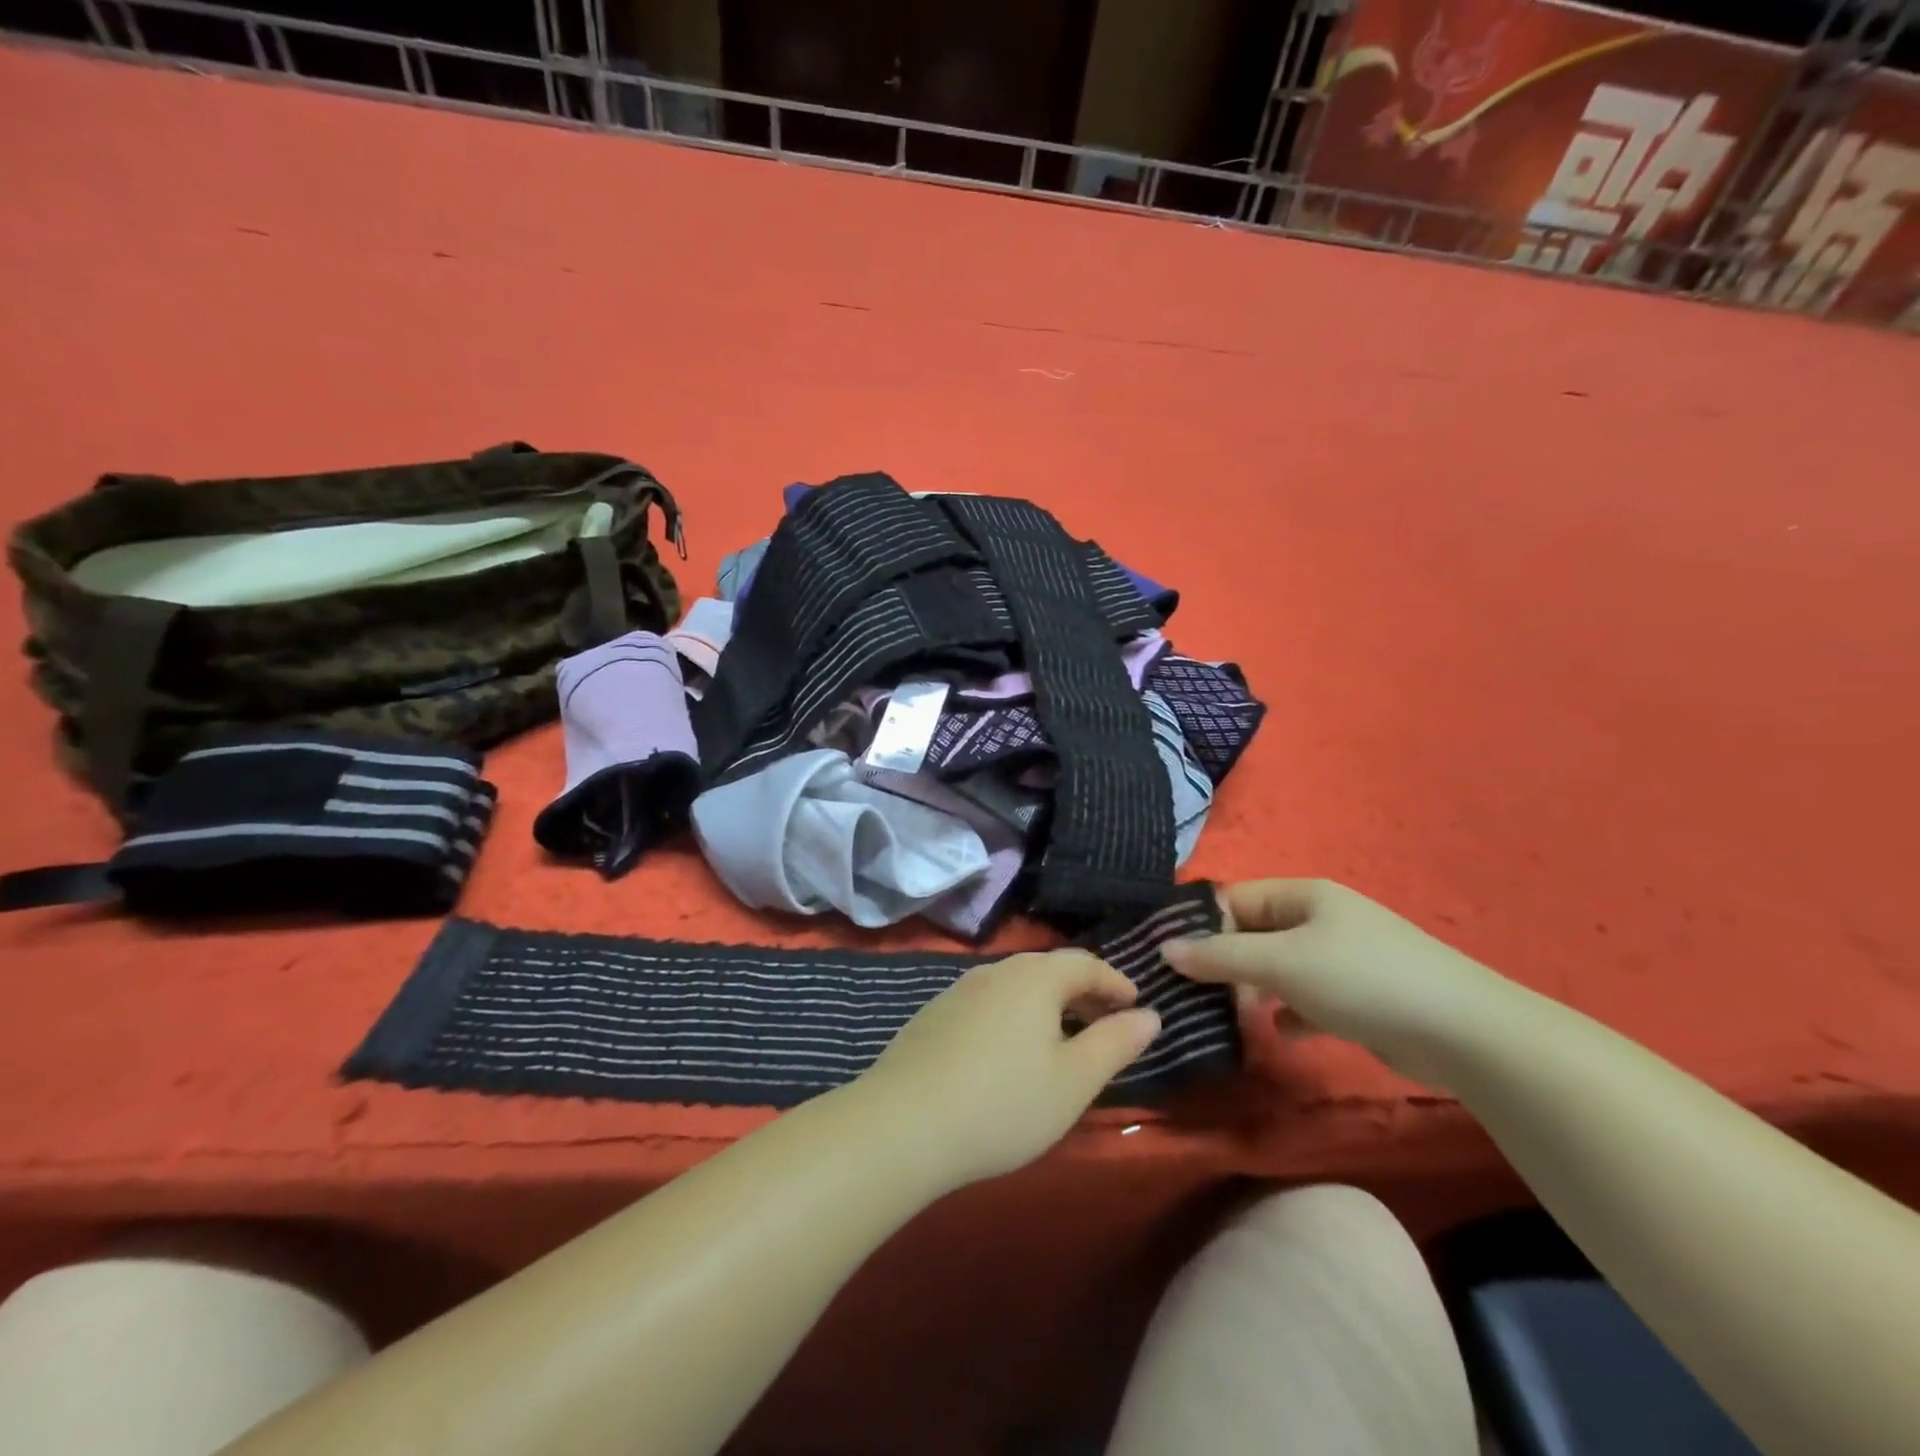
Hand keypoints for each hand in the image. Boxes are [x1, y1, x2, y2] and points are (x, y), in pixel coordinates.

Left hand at [852, 951, 1160, 1193]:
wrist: (903, 1123)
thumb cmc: (1004, 1103)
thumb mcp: (1074, 1081)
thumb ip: (1115, 1043)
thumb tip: (1149, 1015)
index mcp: (1034, 978)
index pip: (1084, 963)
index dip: (1114, 981)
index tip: (1135, 1004)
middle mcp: (995, 971)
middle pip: (1048, 969)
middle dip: (1082, 991)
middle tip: (1105, 1020)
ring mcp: (958, 991)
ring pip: (1015, 986)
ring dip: (1046, 1004)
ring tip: (1062, 1038)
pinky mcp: (934, 1016)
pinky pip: (988, 1003)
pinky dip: (1013, 1016)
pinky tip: (1011, 1051)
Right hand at [1163, 879, 1515, 1088]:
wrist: (1464, 1033)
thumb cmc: (1361, 979)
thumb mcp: (1281, 962)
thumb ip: (1221, 955)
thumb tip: (1165, 948)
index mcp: (1303, 895)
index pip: (1234, 899)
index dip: (1198, 923)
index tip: (1164, 955)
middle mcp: (1320, 920)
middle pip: (1254, 933)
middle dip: (1223, 961)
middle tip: (1189, 993)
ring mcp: (1342, 959)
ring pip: (1278, 968)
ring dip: (1253, 989)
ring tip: (1226, 1016)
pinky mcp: (1359, 997)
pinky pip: (1307, 998)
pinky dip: (1289, 1013)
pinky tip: (1280, 1033)